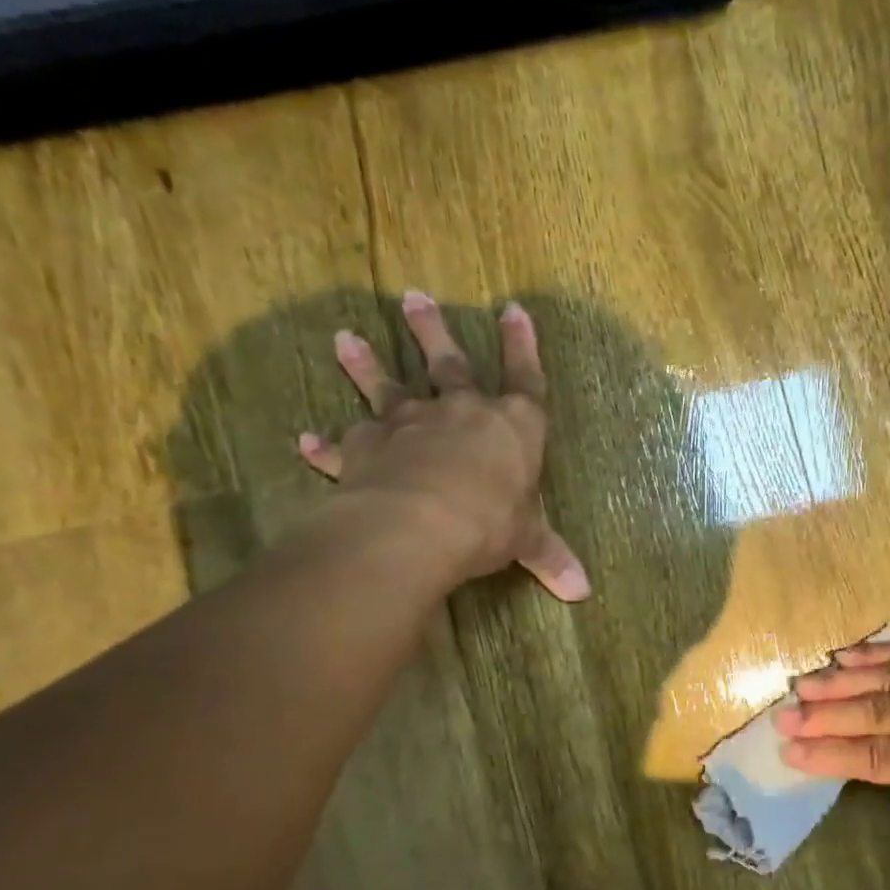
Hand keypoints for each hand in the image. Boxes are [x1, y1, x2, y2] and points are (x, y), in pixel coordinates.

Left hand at [296, 291, 589, 601]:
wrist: (419, 524)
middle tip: (413, 297)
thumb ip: (549, 557)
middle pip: (449, 363)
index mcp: (511, 426)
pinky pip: (343, 444)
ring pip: (386, 387)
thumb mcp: (527, 541)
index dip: (522, 345)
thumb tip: (582, 592)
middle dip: (433, 330)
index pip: (525, 378)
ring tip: (344, 338)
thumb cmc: (489, 522)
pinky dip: (326, 445)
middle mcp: (459, 413)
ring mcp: (409, 425)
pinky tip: (307, 441)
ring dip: (366, 365)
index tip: (512, 309)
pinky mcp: (366, 449)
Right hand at [775, 627, 889, 792]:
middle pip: (881, 711)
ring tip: (805, 679)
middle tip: (783, 712)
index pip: (885, 756)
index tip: (791, 750)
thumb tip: (888, 746)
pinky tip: (855, 649)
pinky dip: (886, 647)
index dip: (833, 754)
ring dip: (845, 676)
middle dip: (826, 713)